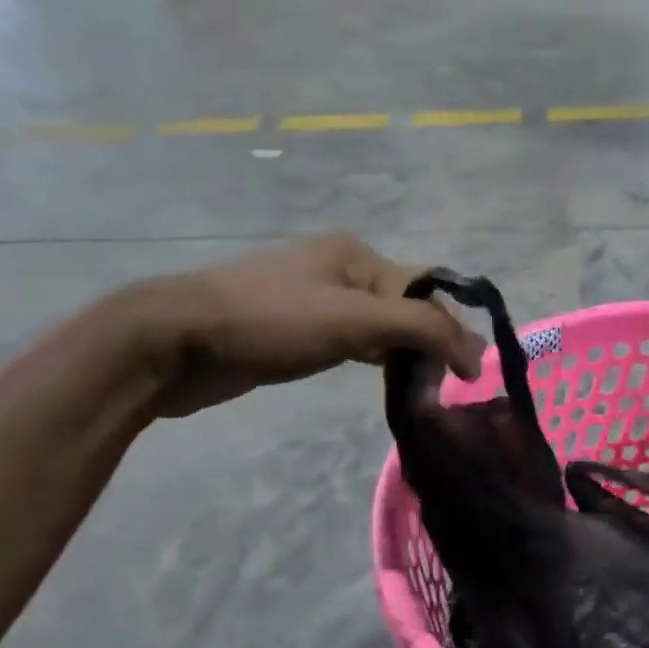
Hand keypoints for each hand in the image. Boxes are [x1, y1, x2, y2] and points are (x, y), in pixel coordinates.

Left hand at [130, 234, 485, 416]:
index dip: (450, 333)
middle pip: (405, 308)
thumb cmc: (269, 321)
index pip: (425, 293)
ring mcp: (315, 299)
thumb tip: (475, 354)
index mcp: (357, 254)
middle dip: (428, 347)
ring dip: (404, 357)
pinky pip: (352, 342)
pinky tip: (384, 381)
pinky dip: (375, 360)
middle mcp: (340, 268)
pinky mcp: (296, 330)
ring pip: (380, 328)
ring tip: (420, 393)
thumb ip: (420, 329)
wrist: (172, 342)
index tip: (466, 379)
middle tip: (438, 392)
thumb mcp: (353, 319)